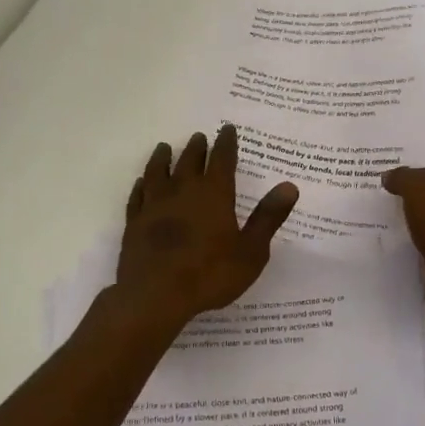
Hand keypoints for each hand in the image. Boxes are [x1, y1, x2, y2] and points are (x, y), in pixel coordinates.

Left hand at [116, 125, 297, 328]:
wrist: (155, 296)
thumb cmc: (210, 274)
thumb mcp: (251, 251)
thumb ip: (268, 217)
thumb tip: (289, 186)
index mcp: (214, 195)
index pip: (222, 160)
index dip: (226, 143)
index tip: (227, 129)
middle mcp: (183, 191)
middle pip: (189, 161)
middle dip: (196, 148)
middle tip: (199, 137)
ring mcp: (154, 205)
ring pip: (158, 172)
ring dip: (162, 158)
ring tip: (164, 148)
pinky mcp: (134, 222)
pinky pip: (138, 196)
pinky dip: (141, 185)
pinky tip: (141, 183)